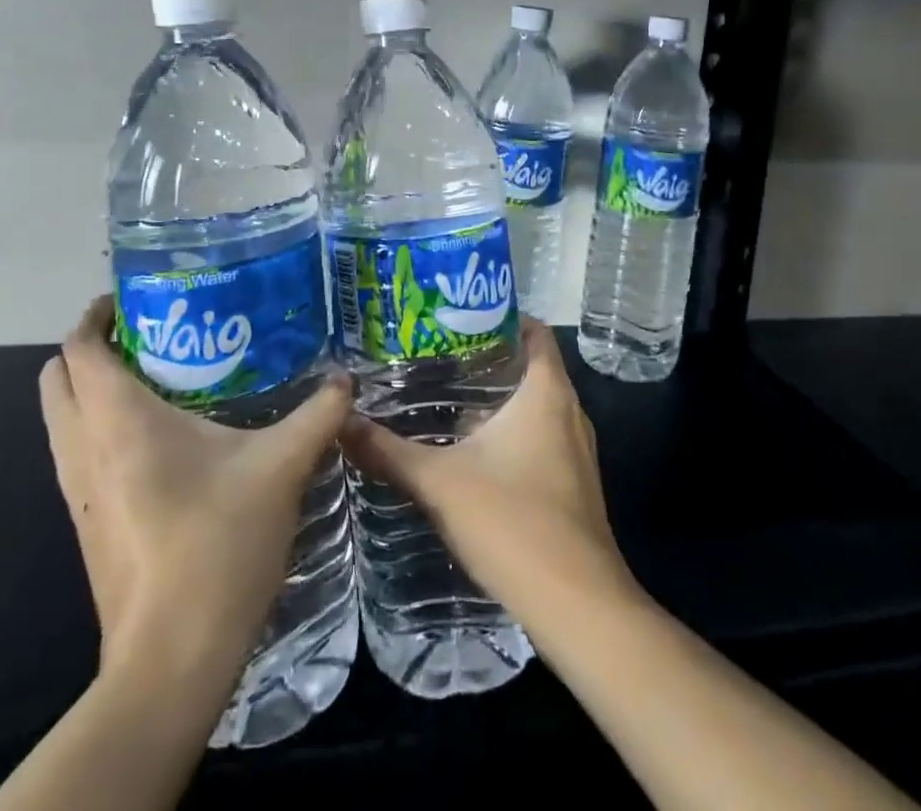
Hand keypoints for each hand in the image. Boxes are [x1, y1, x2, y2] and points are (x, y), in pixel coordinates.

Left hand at [39, 297, 351, 681]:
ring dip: (92, 389)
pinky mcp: (85, 523)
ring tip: (158, 377)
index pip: (80, 348)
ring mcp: (77, 491)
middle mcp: (84, 449)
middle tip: (151, 334)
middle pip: (56, 378)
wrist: (172, 658)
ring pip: (60, 418)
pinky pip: (77, 453)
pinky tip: (161, 438)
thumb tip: (347, 381)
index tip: (134, 298)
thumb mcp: (282, 468)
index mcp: (119, 421)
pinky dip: (99, 427)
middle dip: (91, 348)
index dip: (96, 315)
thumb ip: (318, 415)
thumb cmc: (218, 544)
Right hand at [338, 317, 637, 640]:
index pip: (534, 332)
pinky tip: (473, 452)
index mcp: (547, 392)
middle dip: (490, 359)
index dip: (502, 316)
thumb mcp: (440, 482)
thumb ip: (389, 451)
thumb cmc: (512, 522)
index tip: (461, 316)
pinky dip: (513, 432)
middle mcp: (570, 411)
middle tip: (440, 355)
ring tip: (448, 398)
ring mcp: (577, 451)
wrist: (577, 605)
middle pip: (533, 367)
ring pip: (538, 406)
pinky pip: (543, 438)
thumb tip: (342, 423)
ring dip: (500, 400)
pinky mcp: (575, 484)